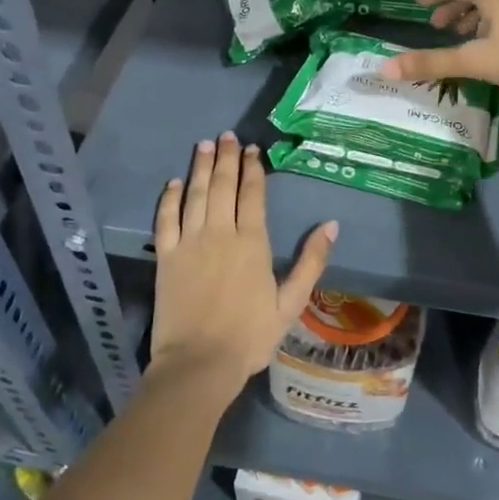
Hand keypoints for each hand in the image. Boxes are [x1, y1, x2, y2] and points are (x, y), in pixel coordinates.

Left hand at [150, 132, 337, 393]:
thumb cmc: (250, 336)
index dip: (253, 168)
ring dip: (199, 167)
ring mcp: (190, 242)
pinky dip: (169, 198)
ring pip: (195, 194)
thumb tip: (331, 224)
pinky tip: (173, 183)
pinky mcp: (166, 257)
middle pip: (222, 185)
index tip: (253, 149)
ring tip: (204, 145)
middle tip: (227, 136)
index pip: (252, 194)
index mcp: (252, 242)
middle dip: (225, 158)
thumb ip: (311, 261)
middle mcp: (220, 232)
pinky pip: (166, 219)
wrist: (199, 364)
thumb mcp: (291, 303)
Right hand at [382, 0, 498, 98]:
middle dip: (454, 6)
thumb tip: (385, 68)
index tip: (419, 1)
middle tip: (438, 24)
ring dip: (476, 14)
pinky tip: (498, 40)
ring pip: (496, 1)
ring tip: (465, 34)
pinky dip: (496, 21)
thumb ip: (432, 63)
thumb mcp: (474, 60)